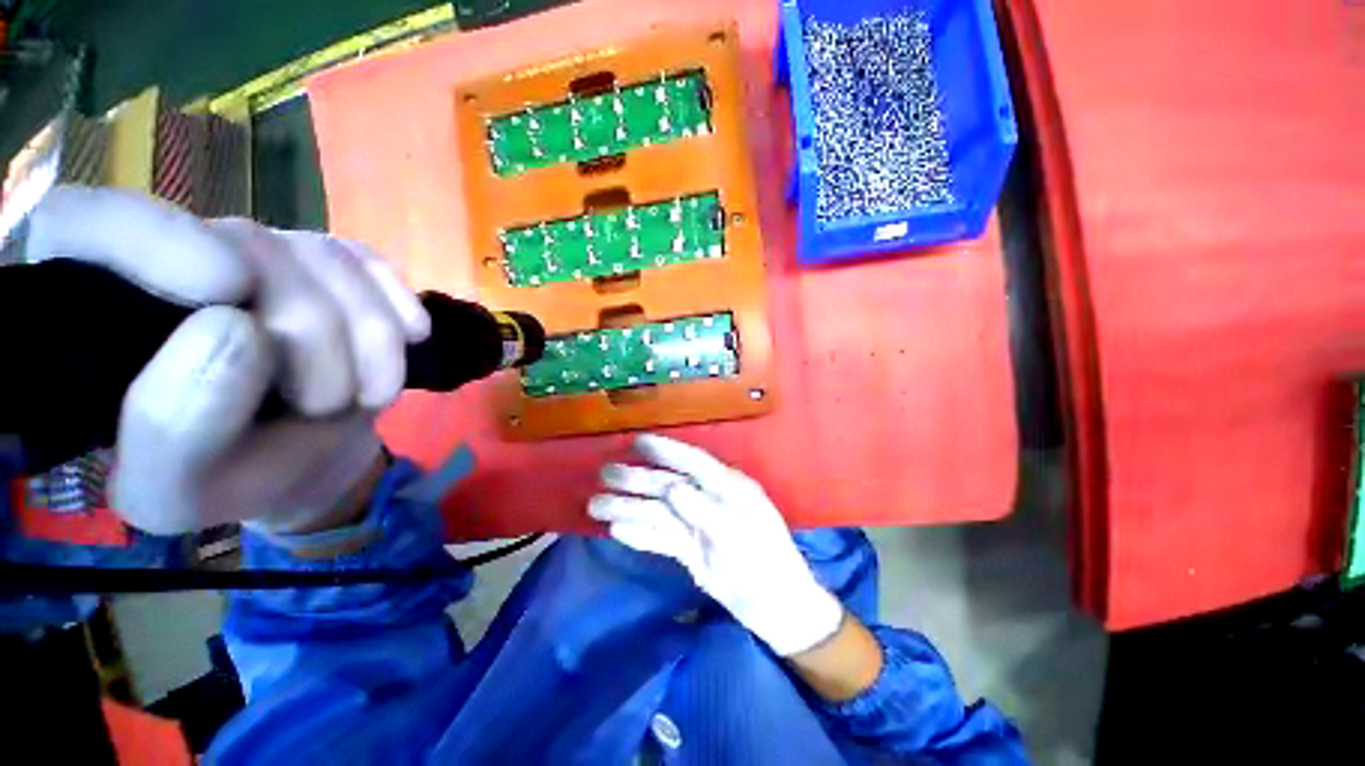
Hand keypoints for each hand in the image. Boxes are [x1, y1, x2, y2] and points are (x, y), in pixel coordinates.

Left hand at [23, 185, 428, 534]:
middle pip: (247, 245)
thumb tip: (239, 328)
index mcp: (98, 313)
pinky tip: (411, 340)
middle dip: (311, 335)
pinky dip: (399, 306)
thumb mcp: (178, 489)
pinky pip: (372, 264)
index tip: (228, 289)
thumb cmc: (224, 478)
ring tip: (368, 395)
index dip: (151, 238)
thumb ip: (175, 424)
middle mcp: (175, 259)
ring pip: (325, 258)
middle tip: (325, 404)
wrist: (303, 460)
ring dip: (370, 337)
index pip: (85, 223)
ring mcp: (263, 253)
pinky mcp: (330, 265)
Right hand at [589, 435, 843, 656]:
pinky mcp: (691, 548)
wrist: (776, 609)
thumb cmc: (765, 565)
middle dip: (637, 479)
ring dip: (629, 506)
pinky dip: (639, 533)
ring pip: (659, 511)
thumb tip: (671, 487)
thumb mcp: (737, 534)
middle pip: (669, 484)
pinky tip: (616, 529)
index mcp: (729, 487)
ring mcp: (699, 524)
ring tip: (595, 505)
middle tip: (605, 474)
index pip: (693, 461)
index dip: (666, 450)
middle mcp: (711, 500)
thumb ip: (703, 509)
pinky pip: (661, 536)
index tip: (638, 441)